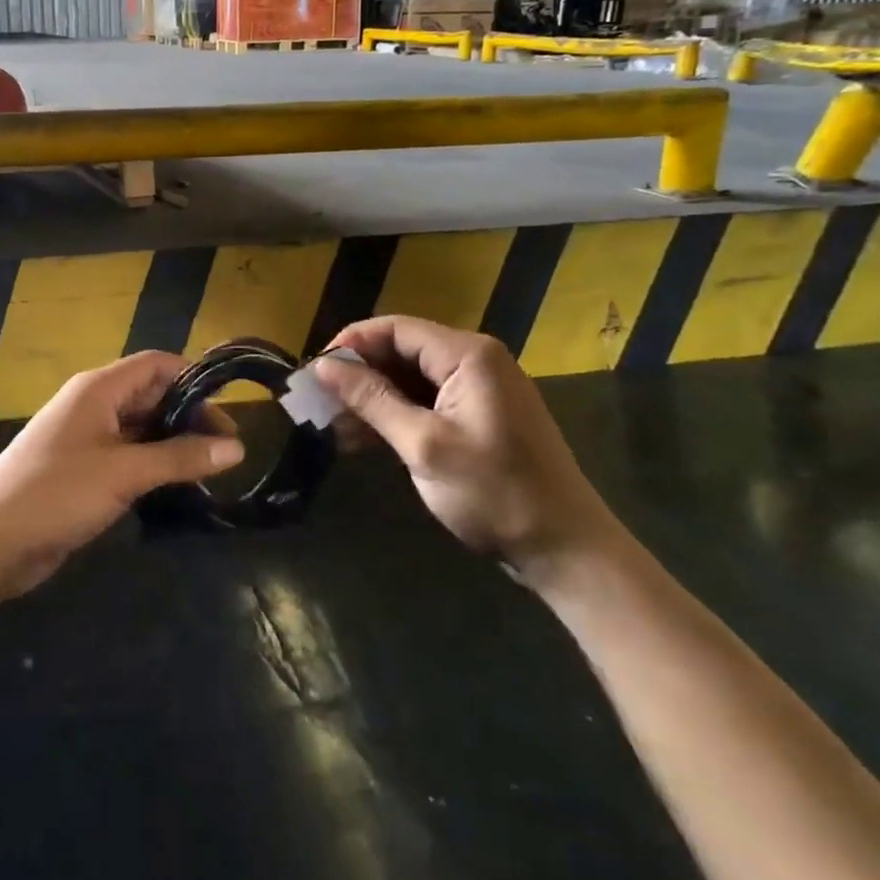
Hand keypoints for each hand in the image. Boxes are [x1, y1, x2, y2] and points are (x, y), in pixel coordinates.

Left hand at [0, 351, 244, 600]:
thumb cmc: (57, 493)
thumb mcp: (124, 472)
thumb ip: (180, 458)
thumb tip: (237, 447)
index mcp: (99, 389)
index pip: (157, 365)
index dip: (194, 379)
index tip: (229, 410)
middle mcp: (93, 405)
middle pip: (151, 396)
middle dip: (189, 416)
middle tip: (227, 450)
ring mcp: (87, 438)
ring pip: (141, 429)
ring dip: (174, 444)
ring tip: (212, 471)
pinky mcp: (83, 470)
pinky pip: (128, 456)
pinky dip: (154, 465)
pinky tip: (178, 488)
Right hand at [311, 317, 625, 585]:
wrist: (566, 551)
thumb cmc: (494, 493)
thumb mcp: (423, 445)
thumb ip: (372, 399)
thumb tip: (323, 365)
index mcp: (468, 355)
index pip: (395, 328)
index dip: (351, 343)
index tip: (313, 371)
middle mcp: (475, 361)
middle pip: (402, 351)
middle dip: (358, 375)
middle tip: (317, 402)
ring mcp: (479, 390)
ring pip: (410, 379)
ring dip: (372, 399)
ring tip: (331, 426)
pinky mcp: (479, 417)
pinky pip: (426, 402)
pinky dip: (394, 416)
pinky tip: (361, 440)